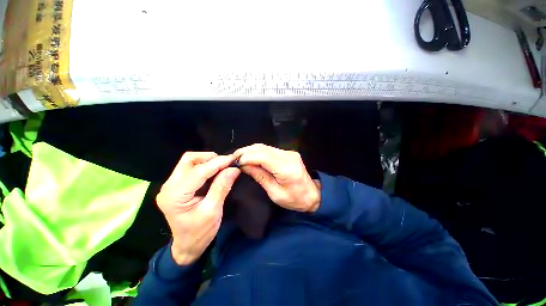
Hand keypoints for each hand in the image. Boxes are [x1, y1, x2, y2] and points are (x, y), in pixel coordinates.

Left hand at [156, 152, 240, 264]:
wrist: (187, 246)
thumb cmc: (199, 233)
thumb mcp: (213, 211)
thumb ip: (222, 187)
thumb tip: (233, 169)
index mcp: (175, 196)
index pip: (198, 171)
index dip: (217, 163)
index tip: (233, 159)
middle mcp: (168, 186)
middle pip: (189, 160)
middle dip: (210, 158)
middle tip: (226, 163)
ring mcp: (171, 185)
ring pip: (189, 161)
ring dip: (207, 161)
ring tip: (222, 166)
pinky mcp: (177, 186)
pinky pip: (191, 168)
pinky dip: (205, 166)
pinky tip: (215, 171)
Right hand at [233, 144, 319, 212]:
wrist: (312, 195)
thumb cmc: (294, 199)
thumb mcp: (275, 193)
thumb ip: (260, 176)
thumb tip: (244, 165)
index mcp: (286, 168)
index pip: (262, 156)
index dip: (247, 156)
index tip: (235, 162)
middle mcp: (288, 156)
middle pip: (263, 148)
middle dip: (246, 151)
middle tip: (234, 158)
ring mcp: (289, 152)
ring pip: (265, 147)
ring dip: (251, 151)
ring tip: (240, 157)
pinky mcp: (288, 153)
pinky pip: (270, 150)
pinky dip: (258, 152)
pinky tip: (251, 157)